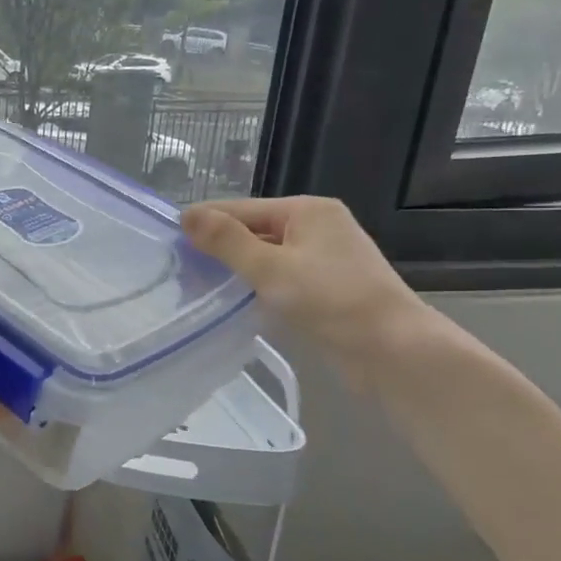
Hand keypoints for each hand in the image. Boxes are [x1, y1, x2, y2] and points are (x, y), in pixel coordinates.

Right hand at [181, 197, 432, 384]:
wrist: (393, 351)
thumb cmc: (331, 301)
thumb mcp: (270, 268)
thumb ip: (226, 241)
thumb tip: (186, 214)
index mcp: (307, 210)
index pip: (240, 208)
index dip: (204, 223)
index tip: (167, 244)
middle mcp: (317, 226)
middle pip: (253, 230)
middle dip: (218, 248)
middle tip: (177, 271)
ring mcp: (324, 258)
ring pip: (265, 256)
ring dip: (236, 270)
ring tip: (197, 287)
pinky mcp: (327, 287)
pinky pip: (279, 277)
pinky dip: (256, 286)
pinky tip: (233, 302)